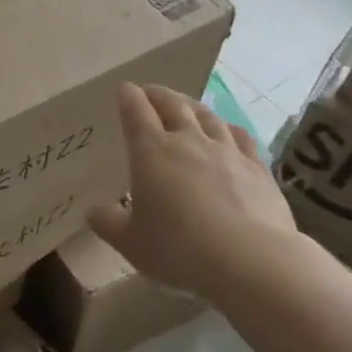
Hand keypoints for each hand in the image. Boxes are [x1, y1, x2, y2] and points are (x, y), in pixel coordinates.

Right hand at [89, 82, 296, 296]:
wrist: (251, 261)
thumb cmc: (179, 249)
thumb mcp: (131, 243)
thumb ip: (109, 224)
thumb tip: (94, 212)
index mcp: (151, 151)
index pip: (135, 110)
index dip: (128, 97)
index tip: (124, 90)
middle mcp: (188, 140)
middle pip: (172, 104)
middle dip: (158, 95)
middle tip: (150, 92)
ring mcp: (226, 151)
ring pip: (207, 116)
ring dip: (192, 106)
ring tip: (186, 105)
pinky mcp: (258, 168)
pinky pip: (241, 137)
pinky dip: (229, 128)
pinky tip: (229, 131)